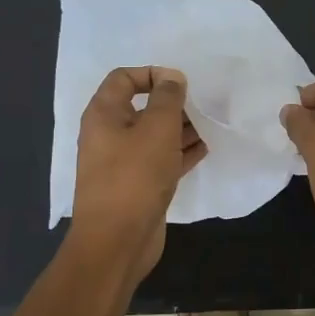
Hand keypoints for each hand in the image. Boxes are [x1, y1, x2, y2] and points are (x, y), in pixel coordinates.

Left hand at [70, 66, 206, 284]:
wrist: (117, 242)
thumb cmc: (135, 176)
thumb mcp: (157, 129)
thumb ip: (168, 98)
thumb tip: (172, 78)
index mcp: (104, 114)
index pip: (124, 78)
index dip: (152, 73)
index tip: (181, 84)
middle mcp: (108, 135)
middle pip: (142, 107)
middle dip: (172, 103)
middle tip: (202, 105)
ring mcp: (122, 163)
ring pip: (154, 135)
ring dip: (180, 128)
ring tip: (210, 125)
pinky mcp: (137, 186)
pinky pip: (160, 160)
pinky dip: (180, 153)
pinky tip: (205, 149)